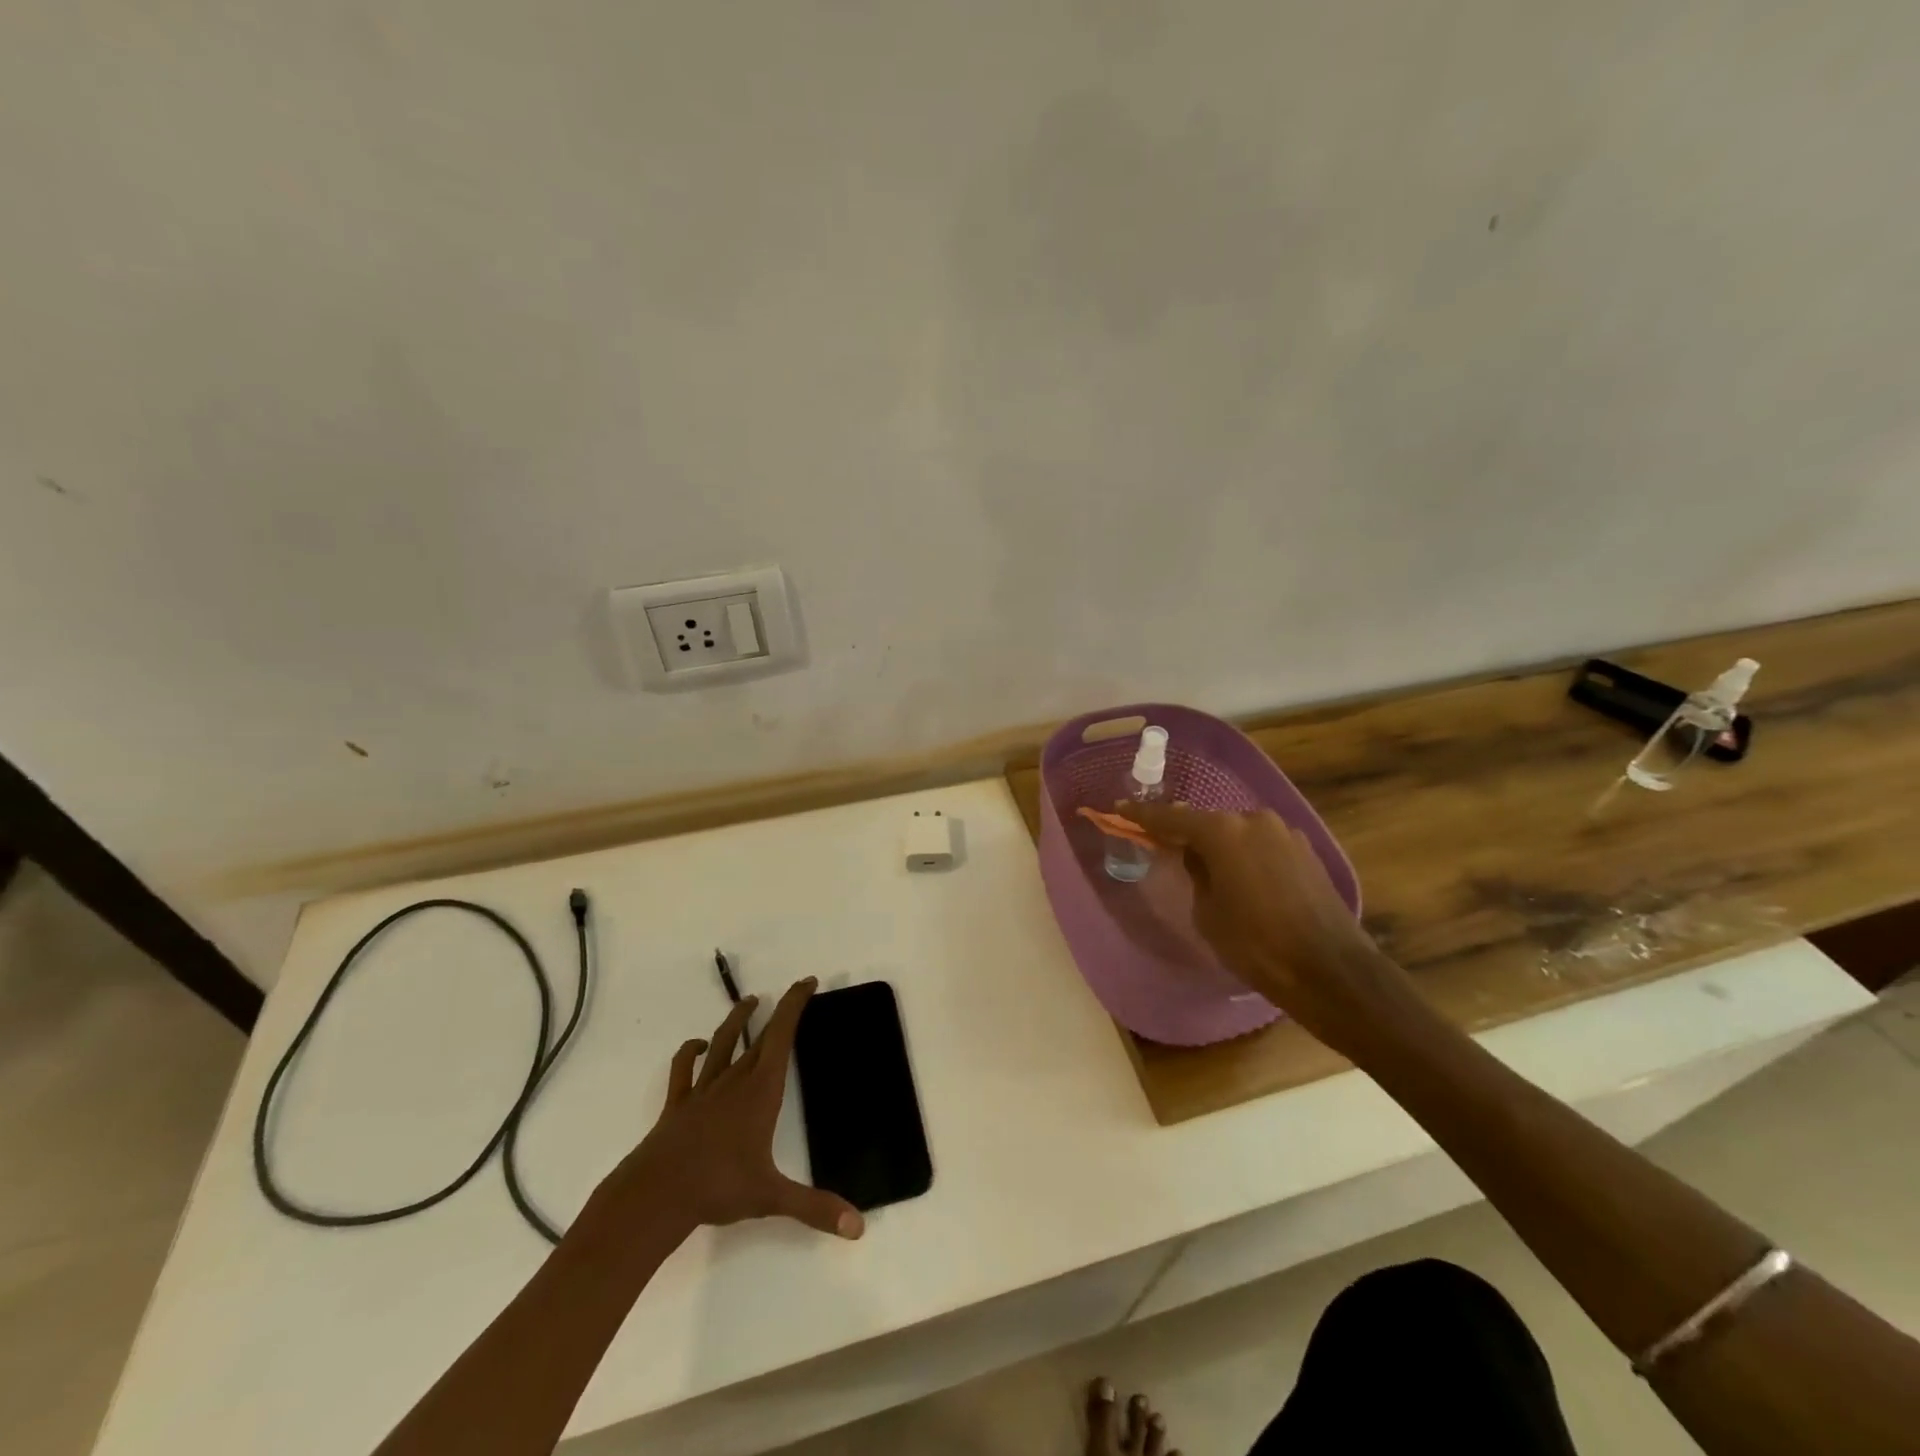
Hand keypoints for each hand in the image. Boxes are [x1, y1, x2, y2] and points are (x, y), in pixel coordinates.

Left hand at [613, 978, 862, 1240]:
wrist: (656, 1194)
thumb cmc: (718, 1187)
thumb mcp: (771, 1197)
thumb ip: (815, 1208)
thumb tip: (858, 1227)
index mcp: (761, 1090)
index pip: (782, 1035)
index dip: (795, 1005)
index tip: (807, 982)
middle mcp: (734, 1080)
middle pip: (759, 1036)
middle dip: (779, 1011)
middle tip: (793, 991)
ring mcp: (703, 1089)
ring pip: (722, 1043)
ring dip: (736, 1020)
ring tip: (748, 1001)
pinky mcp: (678, 1104)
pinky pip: (684, 1069)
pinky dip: (690, 1053)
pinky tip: (696, 1047)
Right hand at [1122, 802, 1414, 1055]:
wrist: (1331, 971)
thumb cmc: (1256, 945)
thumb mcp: (1208, 913)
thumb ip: (1196, 874)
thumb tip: (1198, 856)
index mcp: (1223, 832)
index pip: (1170, 818)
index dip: (1141, 815)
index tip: (1119, 808)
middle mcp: (1254, 820)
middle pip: (1208, 822)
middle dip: (1186, 832)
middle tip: (1165, 846)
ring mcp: (1285, 833)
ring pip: (1238, 833)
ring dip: (1220, 845)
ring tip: (1208, 869)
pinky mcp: (1306, 852)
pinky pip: (1262, 846)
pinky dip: (1246, 855)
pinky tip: (1244, 880)